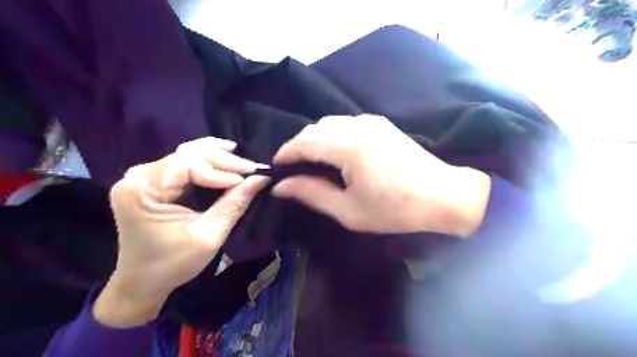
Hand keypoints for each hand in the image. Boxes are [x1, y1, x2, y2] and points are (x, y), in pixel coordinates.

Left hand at [94, 139, 266, 327]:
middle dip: (225, 161)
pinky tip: (226, 158)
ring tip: (244, 161)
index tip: (250, 179)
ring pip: (189, 154)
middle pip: (189, 155)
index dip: (222, 170)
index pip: (188, 164)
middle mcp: (139, 175)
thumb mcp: (209, 235)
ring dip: (219, 157)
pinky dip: (209, 161)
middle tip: (254, 170)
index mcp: (142, 190)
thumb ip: (234, 204)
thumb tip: (261, 179)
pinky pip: (186, 162)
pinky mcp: (155, 180)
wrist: (143, 281)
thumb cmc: (173, 263)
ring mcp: (145, 176)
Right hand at [271, 114, 487, 236]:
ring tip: (312, 164)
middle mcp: (357, 125)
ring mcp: (371, 121)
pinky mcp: (381, 124)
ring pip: (330, 124)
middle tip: (293, 170)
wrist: (444, 196)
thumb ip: (311, 193)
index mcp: (347, 146)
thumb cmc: (395, 209)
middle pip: (315, 129)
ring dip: (315, 140)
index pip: (303, 142)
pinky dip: (332, 136)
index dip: (285, 154)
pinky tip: (335, 154)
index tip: (275, 169)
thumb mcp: (348, 210)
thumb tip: (281, 186)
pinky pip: (346, 124)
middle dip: (299, 147)